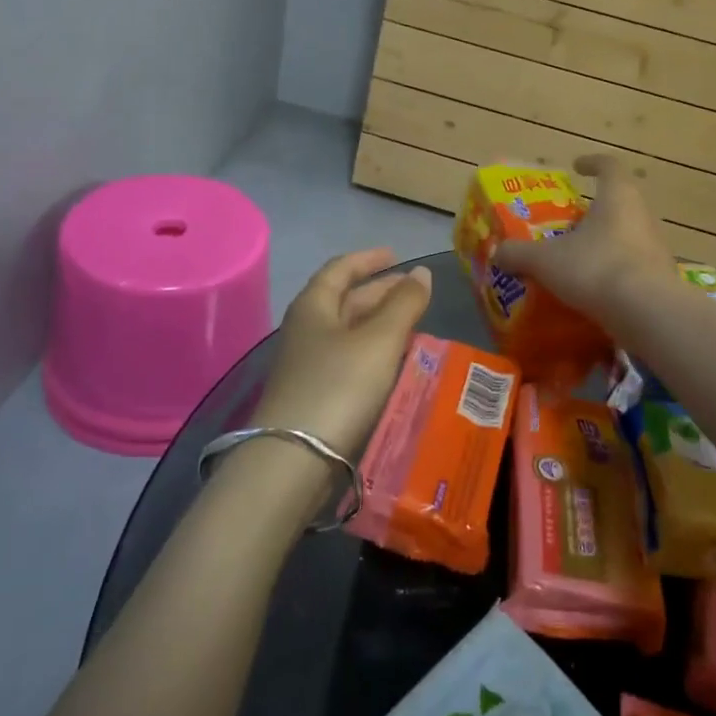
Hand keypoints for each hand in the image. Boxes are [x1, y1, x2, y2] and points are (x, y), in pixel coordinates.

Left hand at [252, 248, 432, 460]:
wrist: (293, 460)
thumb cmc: (339, 386)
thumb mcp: (380, 340)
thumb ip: (404, 304)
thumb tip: (422, 273)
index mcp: (314, 306)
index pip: (340, 269)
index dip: (369, 259)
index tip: (397, 255)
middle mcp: (306, 330)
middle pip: (345, 301)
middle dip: (380, 293)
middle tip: (416, 294)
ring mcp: (307, 365)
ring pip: (348, 333)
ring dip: (380, 326)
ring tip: (414, 327)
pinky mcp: (314, 396)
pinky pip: (348, 362)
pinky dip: (373, 354)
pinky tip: (395, 364)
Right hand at [493, 155, 675, 323]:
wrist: (648, 313)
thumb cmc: (596, 268)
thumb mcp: (546, 260)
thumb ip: (520, 254)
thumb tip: (498, 253)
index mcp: (618, 197)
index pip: (609, 166)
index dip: (592, 163)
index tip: (577, 166)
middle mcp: (642, 215)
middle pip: (619, 202)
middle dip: (594, 210)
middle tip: (568, 223)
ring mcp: (656, 247)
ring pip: (628, 235)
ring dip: (605, 242)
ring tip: (577, 259)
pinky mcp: (661, 278)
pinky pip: (634, 266)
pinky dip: (615, 271)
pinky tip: (595, 290)